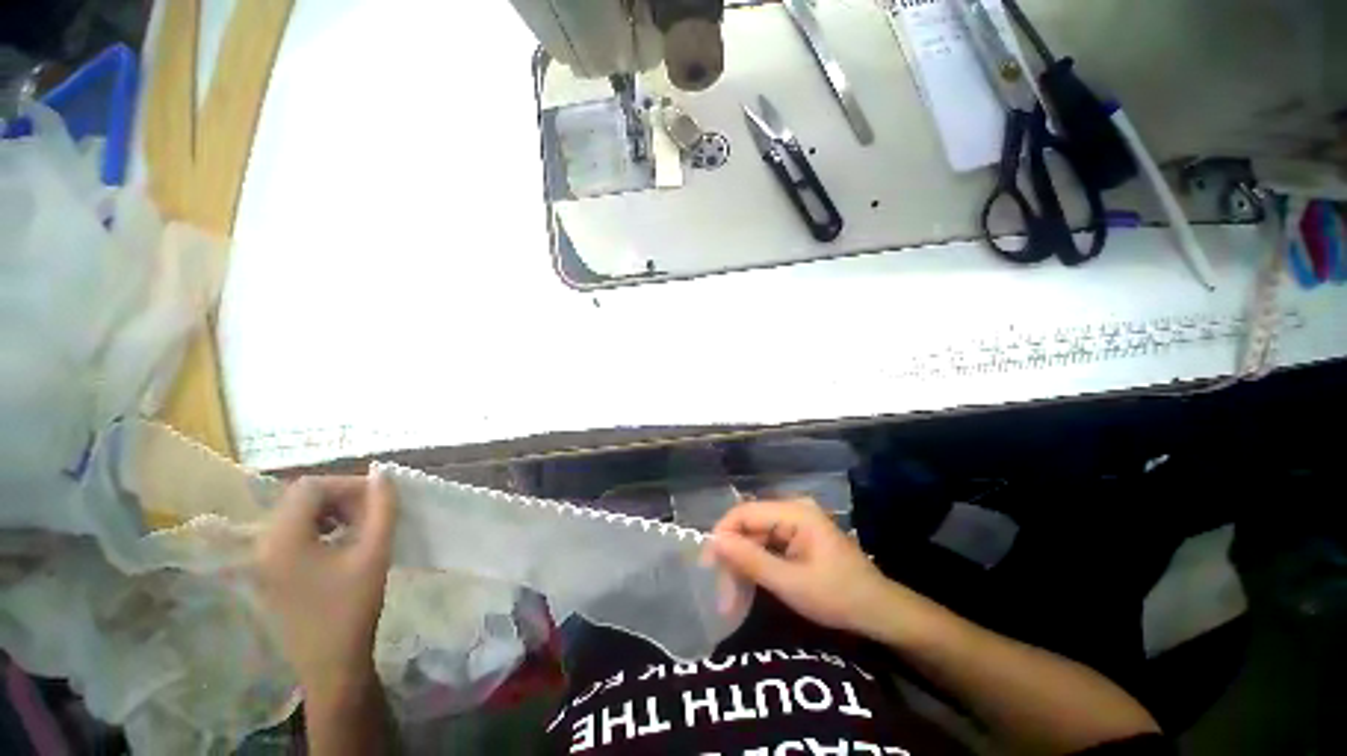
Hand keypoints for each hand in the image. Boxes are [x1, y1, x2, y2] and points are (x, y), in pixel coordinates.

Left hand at [256, 474, 396, 696]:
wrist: (331, 664)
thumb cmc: (352, 608)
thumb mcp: (374, 554)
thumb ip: (382, 510)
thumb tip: (384, 476)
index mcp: (283, 539)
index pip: (311, 487)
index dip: (348, 484)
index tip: (380, 497)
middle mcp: (265, 544)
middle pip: (301, 498)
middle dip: (341, 497)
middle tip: (374, 512)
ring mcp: (265, 560)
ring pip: (298, 515)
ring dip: (333, 512)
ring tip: (363, 526)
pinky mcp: (272, 573)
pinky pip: (295, 534)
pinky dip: (322, 528)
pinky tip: (344, 544)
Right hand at [711, 498, 895, 635]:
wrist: (881, 612)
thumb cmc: (839, 597)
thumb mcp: (791, 583)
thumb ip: (751, 560)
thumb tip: (714, 541)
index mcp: (794, 512)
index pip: (744, 512)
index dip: (722, 535)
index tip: (708, 566)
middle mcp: (792, 510)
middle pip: (748, 526)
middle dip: (733, 557)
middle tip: (722, 594)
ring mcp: (795, 523)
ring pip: (755, 537)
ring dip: (742, 565)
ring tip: (732, 599)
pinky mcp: (797, 538)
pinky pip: (767, 546)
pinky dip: (756, 567)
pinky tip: (749, 588)